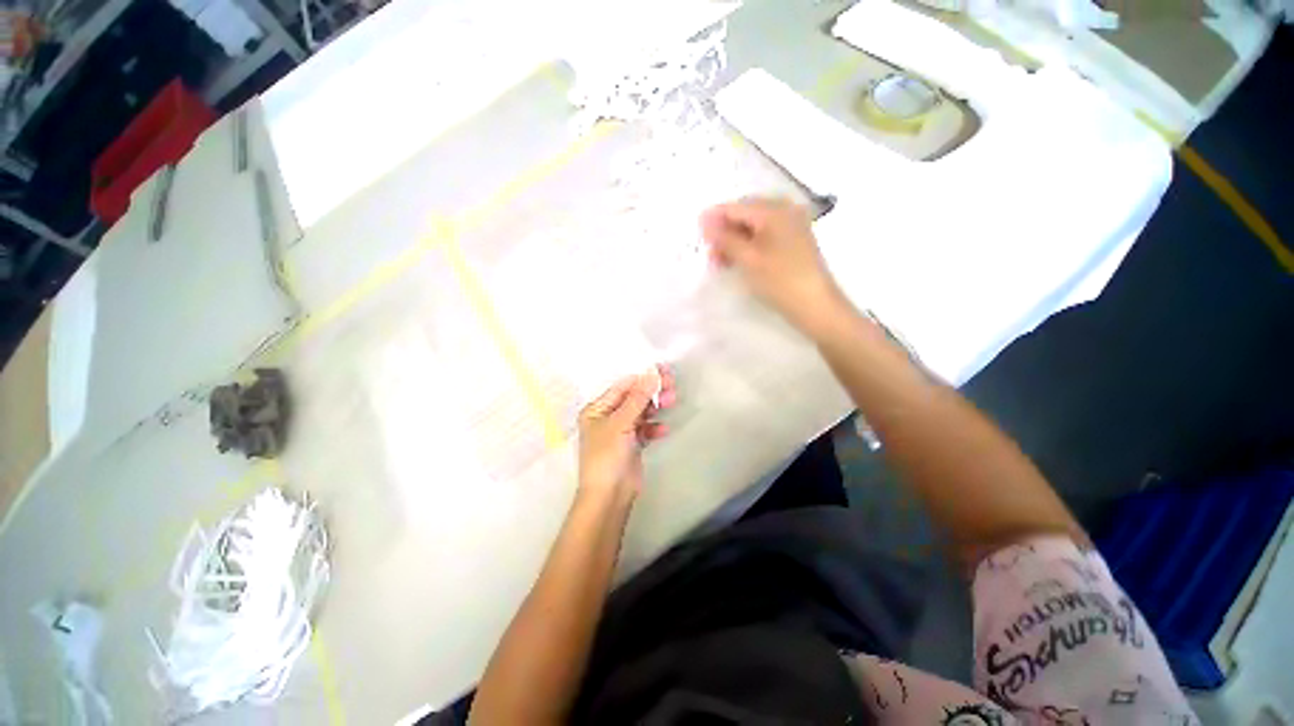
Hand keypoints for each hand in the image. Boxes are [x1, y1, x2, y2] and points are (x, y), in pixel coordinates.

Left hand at [577, 365, 675, 502]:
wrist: (609, 496)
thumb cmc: (607, 455)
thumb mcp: (621, 423)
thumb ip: (638, 398)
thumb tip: (652, 373)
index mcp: (597, 409)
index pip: (622, 387)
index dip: (642, 378)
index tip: (662, 371)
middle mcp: (607, 417)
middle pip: (633, 398)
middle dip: (651, 392)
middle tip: (672, 385)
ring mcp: (620, 431)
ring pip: (641, 412)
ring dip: (655, 407)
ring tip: (672, 402)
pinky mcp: (631, 444)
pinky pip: (645, 429)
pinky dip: (654, 427)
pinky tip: (663, 429)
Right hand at [701, 197, 846, 332]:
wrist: (814, 304)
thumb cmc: (779, 280)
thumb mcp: (747, 258)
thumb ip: (725, 238)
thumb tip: (704, 221)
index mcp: (774, 210)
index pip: (735, 207)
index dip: (714, 219)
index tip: (696, 235)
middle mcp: (784, 210)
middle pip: (745, 214)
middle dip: (724, 232)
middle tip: (710, 254)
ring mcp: (791, 225)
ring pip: (754, 226)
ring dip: (735, 241)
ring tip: (721, 262)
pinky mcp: (794, 240)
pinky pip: (764, 235)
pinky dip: (749, 245)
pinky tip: (739, 260)